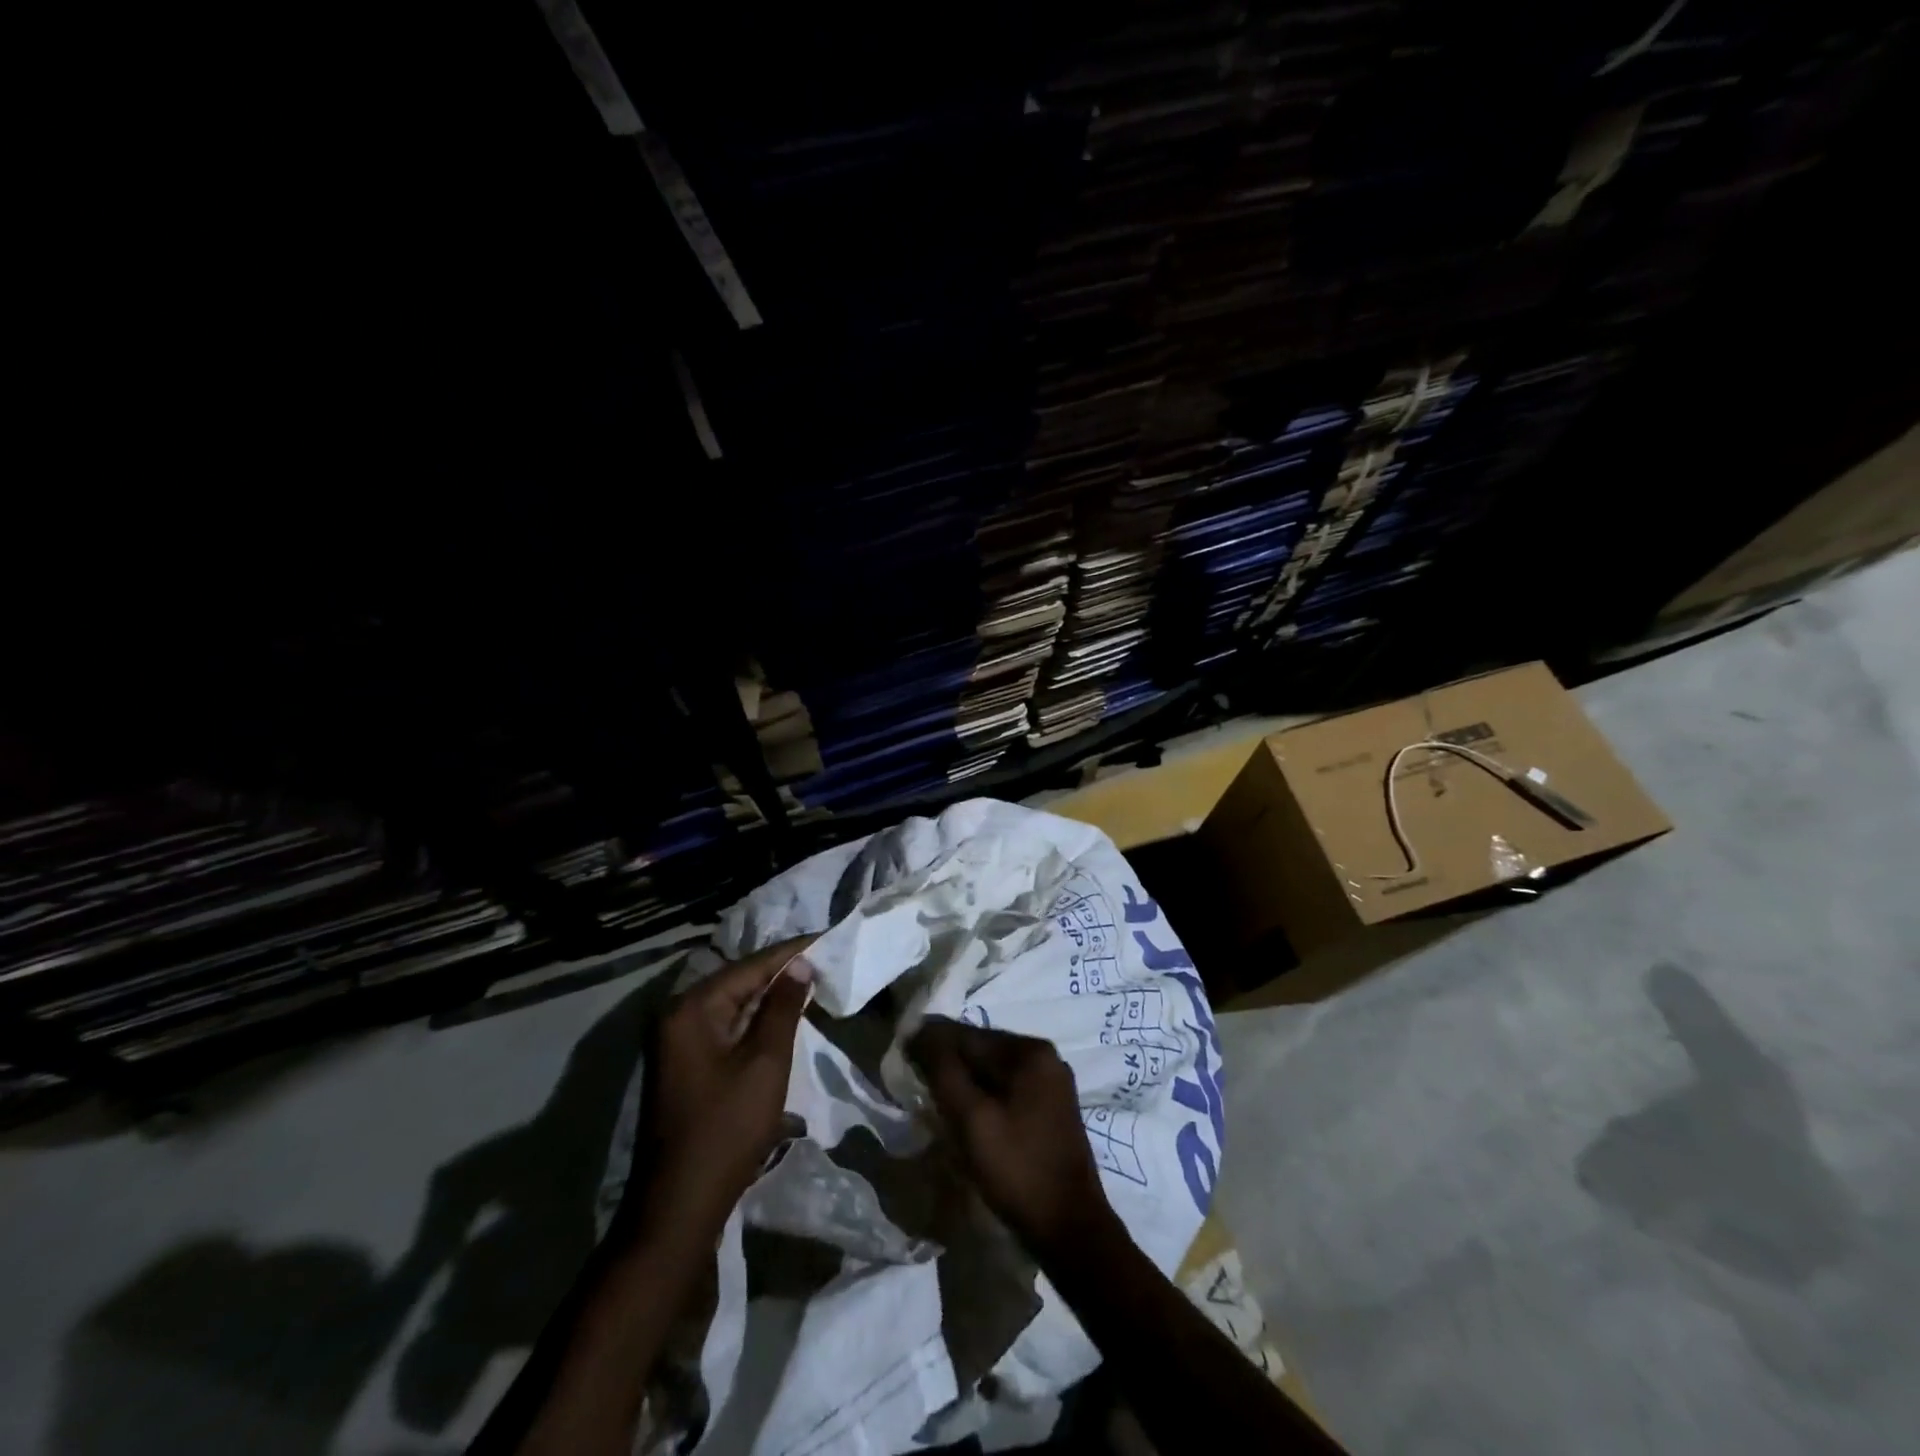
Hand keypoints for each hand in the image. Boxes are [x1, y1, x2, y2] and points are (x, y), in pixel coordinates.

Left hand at [634, 937, 813, 1232]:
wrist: (680, 1205)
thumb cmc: (727, 1128)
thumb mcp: (765, 1062)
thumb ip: (783, 1007)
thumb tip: (800, 964)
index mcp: (691, 1009)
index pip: (749, 966)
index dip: (790, 952)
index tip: (826, 937)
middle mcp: (678, 1017)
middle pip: (738, 982)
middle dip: (781, 972)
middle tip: (823, 959)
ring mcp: (678, 1044)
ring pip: (733, 1007)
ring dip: (770, 998)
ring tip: (811, 982)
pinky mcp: (687, 1067)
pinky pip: (727, 1029)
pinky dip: (756, 1022)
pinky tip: (784, 1019)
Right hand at [906, 1018, 1120, 1257]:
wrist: (1070, 1230)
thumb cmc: (1017, 1169)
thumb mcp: (971, 1118)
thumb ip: (943, 1069)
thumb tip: (920, 1030)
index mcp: (1030, 1051)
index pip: (967, 1035)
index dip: (931, 1044)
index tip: (901, 1058)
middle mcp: (1045, 1058)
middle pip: (982, 1050)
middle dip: (948, 1064)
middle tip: (916, 1085)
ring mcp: (1051, 1085)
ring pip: (992, 1072)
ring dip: (963, 1083)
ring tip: (935, 1103)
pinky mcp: (1051, 1110)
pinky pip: (1006, 1091)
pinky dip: (983, 1098)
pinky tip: (965, 1119)